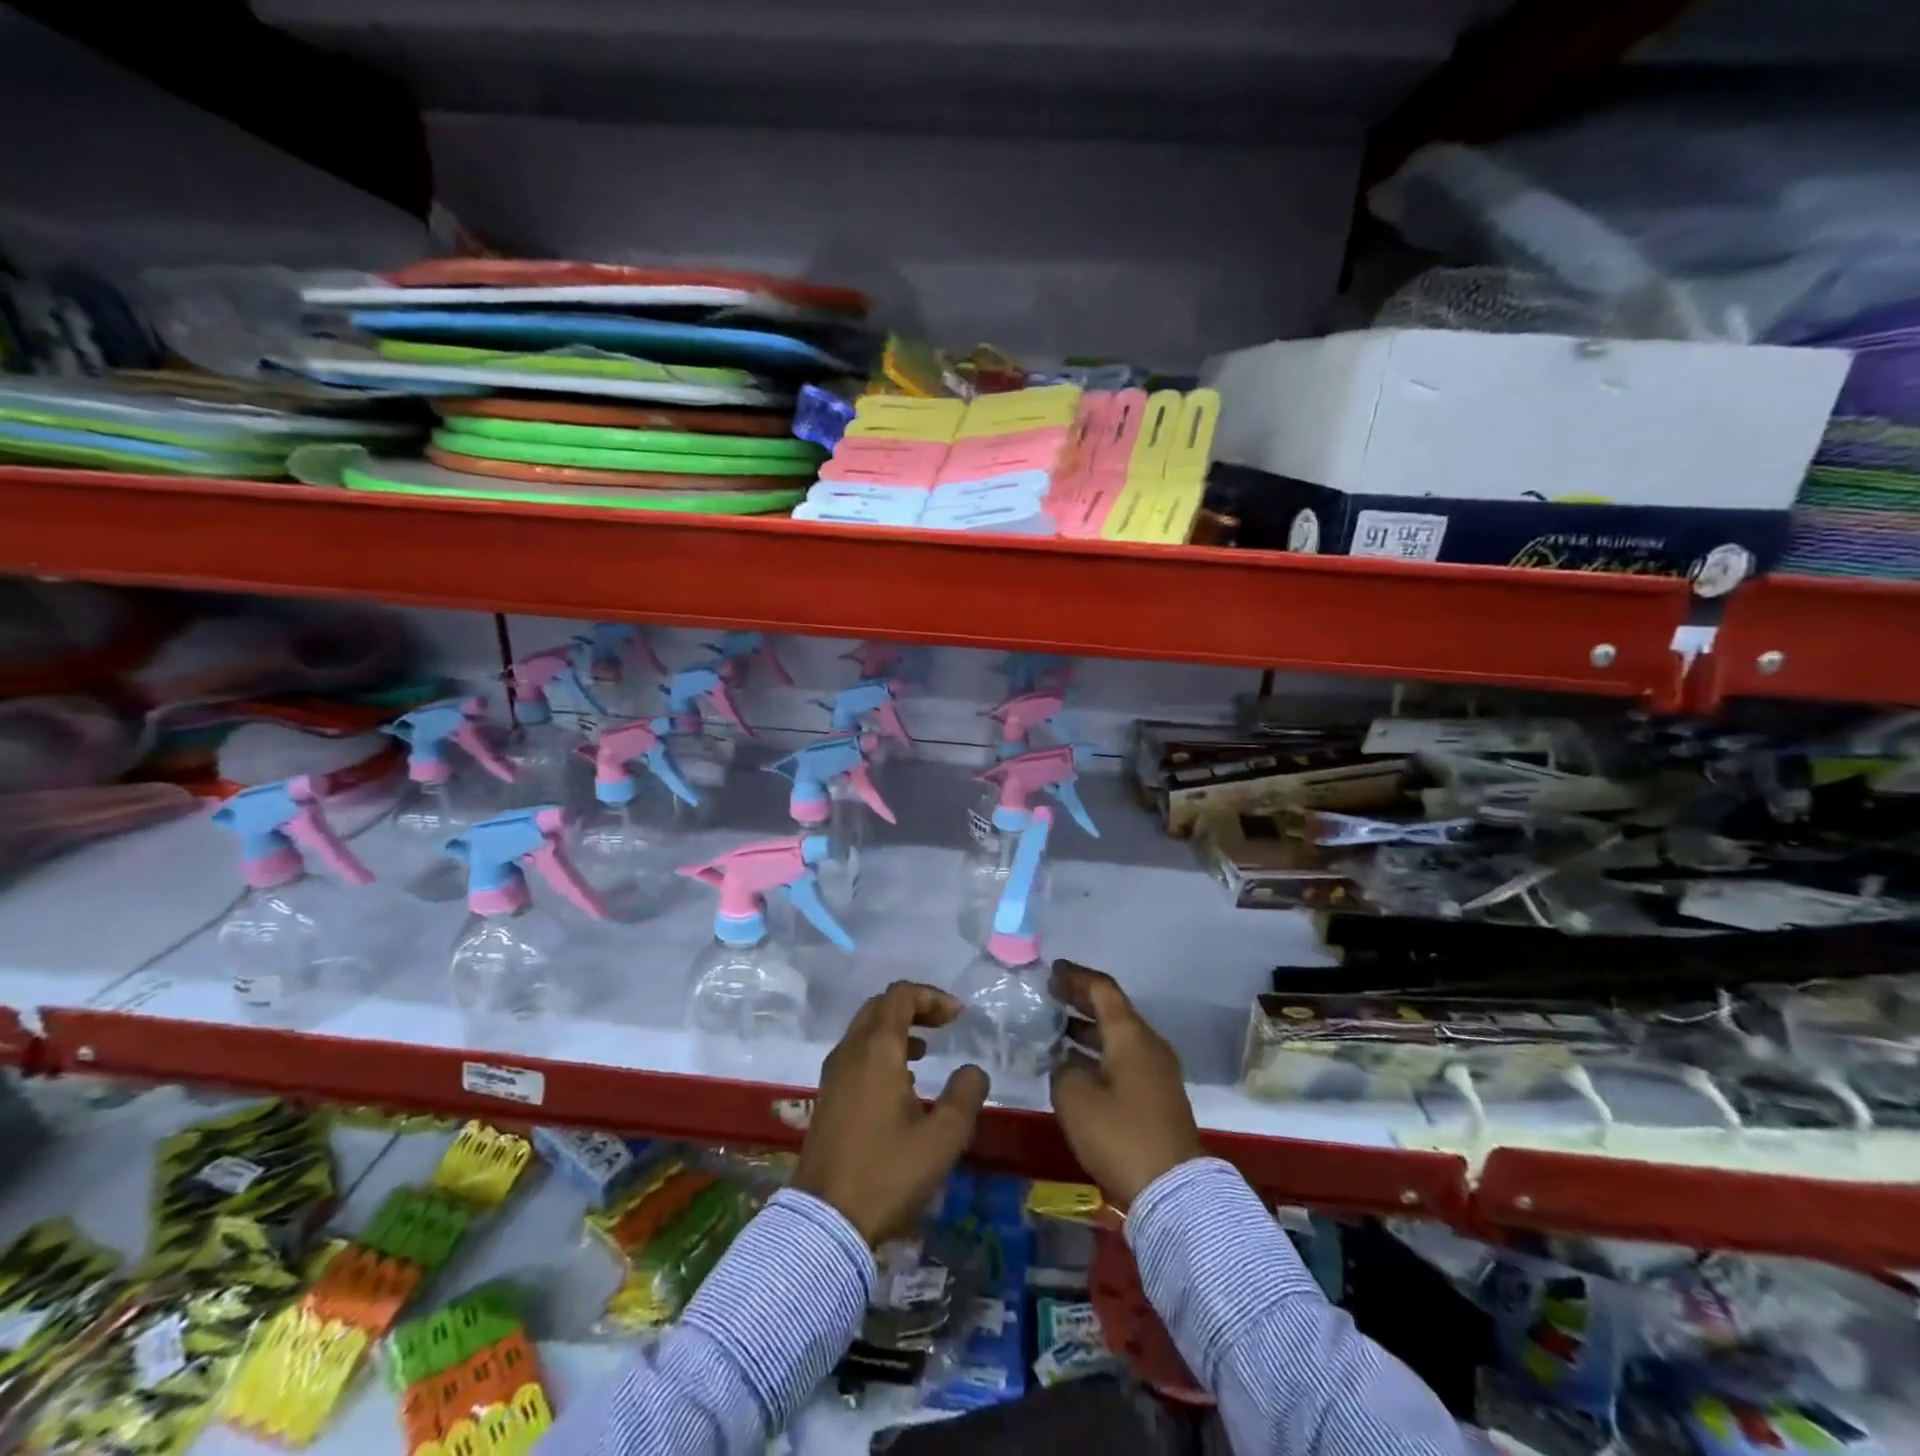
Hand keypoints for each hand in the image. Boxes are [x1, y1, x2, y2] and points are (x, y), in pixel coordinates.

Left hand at [794, 981, 990, 1243]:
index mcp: (876, 1049)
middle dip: (915, 1007)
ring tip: (926, 1050)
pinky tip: (901, 1081)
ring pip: (865, 1029)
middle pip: (881, 1006)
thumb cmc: (887, 1173)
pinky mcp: (827, 1096)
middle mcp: (850, 1051)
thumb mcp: (942, 1138)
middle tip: (945, 1025)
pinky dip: (881, 1049)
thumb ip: (965, 1095)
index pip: (900, 995)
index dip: (932, 996)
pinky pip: (856, 1052)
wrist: (824, 1222)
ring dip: (897, 1028)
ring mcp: (834, 1074)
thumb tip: (973, 1070)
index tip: (958, 1016)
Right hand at [1049, 959, 1202, 1210]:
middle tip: (1049, 995)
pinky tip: (1076, 1066)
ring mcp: (1157, 1070)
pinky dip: (1099, 1052)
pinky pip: (1124, 1057)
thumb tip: (1068, 1061)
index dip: (1075, 977)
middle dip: (1080, 1000)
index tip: (1050, 972)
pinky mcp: (1158, 1095)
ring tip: (1055, 1031)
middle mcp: (1147, 1043)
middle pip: (1112, 1010)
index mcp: (1130, 1034)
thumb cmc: (1120, 1135)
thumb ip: (1063, 1068)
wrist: (1173, 1189)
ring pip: (1118, 1036)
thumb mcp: (1075, 1097)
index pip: (1102, 989)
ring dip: (1088, 1029)